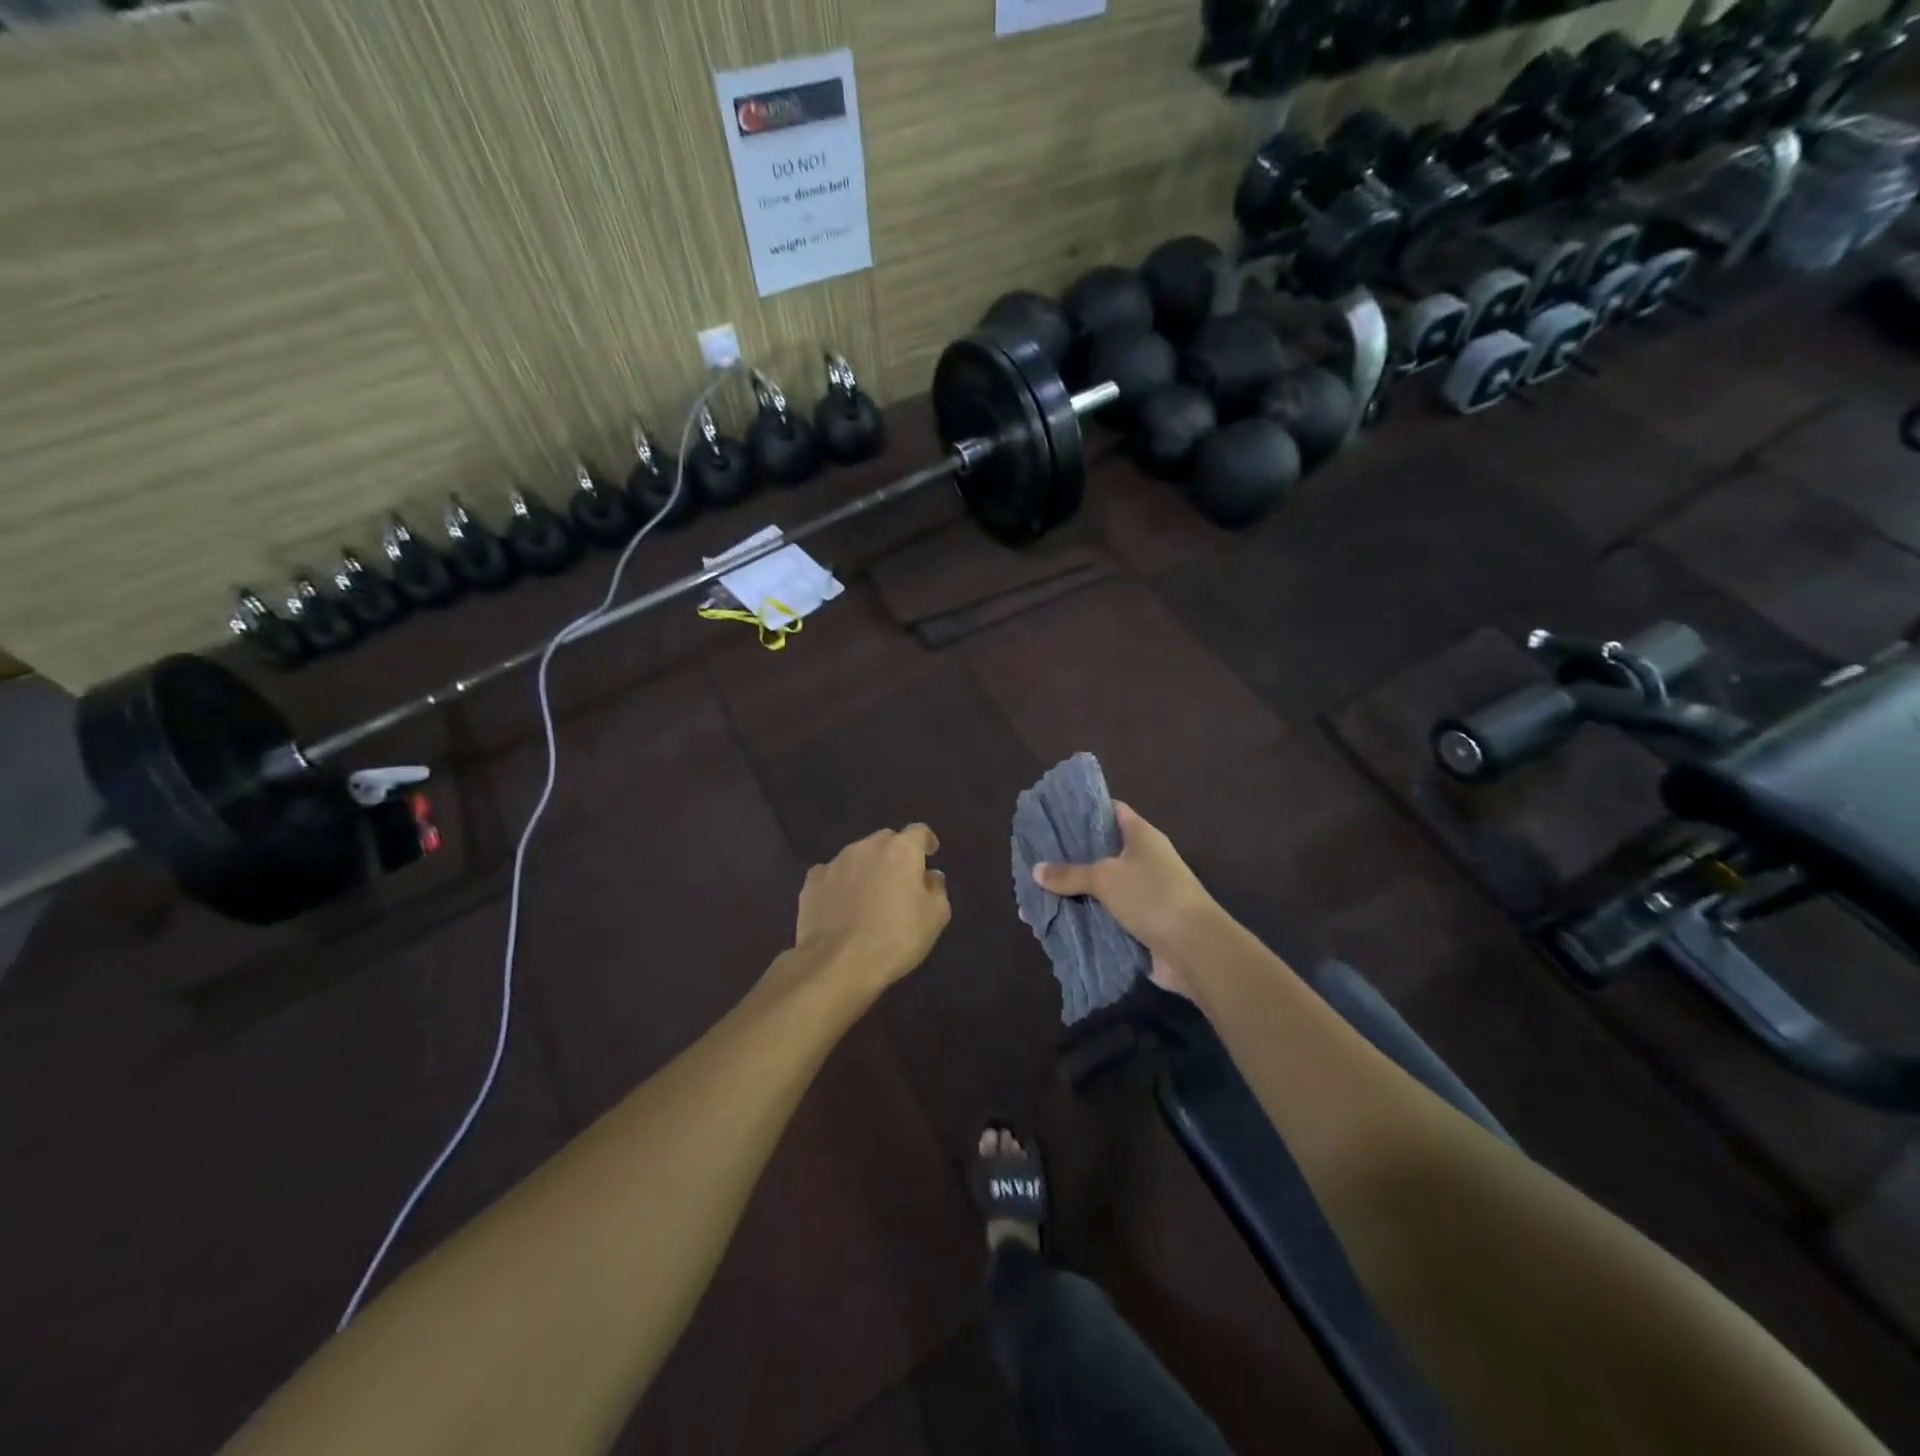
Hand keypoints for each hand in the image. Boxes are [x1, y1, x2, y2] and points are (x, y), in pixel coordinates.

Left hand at [793, 824, 950, 996]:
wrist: (838, 963)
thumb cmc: (896, 937)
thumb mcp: (935, 917)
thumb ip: (937, 889)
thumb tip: (931, 876)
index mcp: (901, 850)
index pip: (918, 831)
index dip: (926, 841)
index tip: (930, 854)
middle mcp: (866, 847)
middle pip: (886, 840)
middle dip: (895, 853)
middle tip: (901, 879)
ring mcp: (835, 863)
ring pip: (857, 855)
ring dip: (867, 867)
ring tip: (870, 893)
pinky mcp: (812, 882)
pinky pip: (831, 874)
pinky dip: (840, 882)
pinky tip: (841, 903)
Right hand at [1032, 802, 1217, 998]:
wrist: (1194, 949)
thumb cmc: (1152, 896)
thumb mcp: (1105, 878)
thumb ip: (1070, 873)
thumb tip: (1036, 870)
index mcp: (1141, 836)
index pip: (1112, 811)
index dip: (1085, 809)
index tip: (1055, 812)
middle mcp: (1144, 860)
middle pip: (1102, 851)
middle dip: (1071, 855)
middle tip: (1035, 853)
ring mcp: (1143, 893)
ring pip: (1101, 886)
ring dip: (1075, 890)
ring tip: (1037, 888)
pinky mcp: (1140, 923)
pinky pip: (1106, 915)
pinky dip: (1085, 916)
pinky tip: (1056, 918)